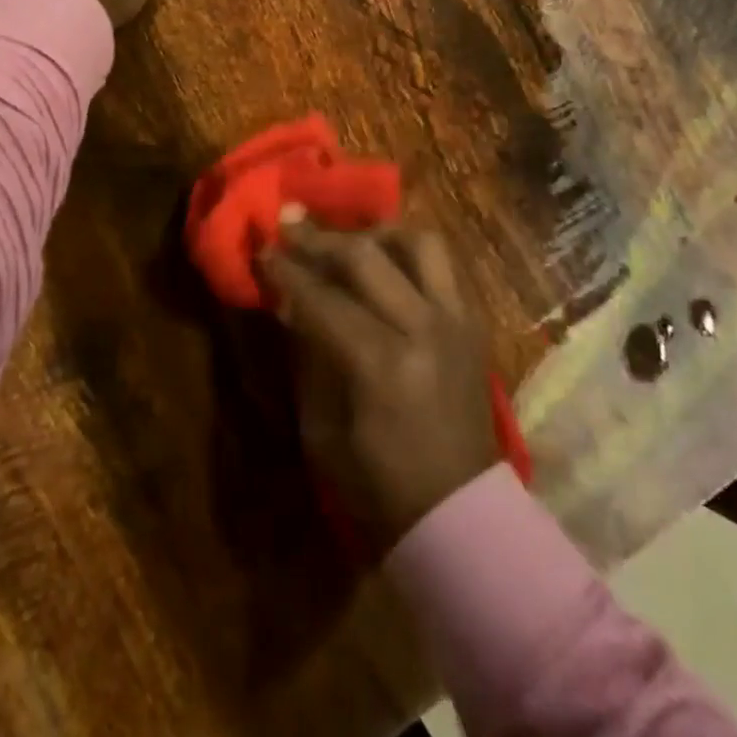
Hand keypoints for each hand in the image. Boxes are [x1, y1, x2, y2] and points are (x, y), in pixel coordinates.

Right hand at [262, 218, 501, 549]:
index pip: (322, 297)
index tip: (261, 248)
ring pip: (419, 242)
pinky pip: (443, 263)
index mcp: (382, 364)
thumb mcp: (321, 427)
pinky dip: (408, 251)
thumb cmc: (379, 484)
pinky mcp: (474, 322)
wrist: (462, 514)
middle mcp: (424, 329)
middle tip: (289, 222)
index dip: (286, 270)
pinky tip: (384, 260)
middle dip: (319, 237)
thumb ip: (308, 355)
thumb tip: (288, 302)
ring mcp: (457, 320)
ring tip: (347, 237)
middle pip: (366, 256)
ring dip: (376, 232)